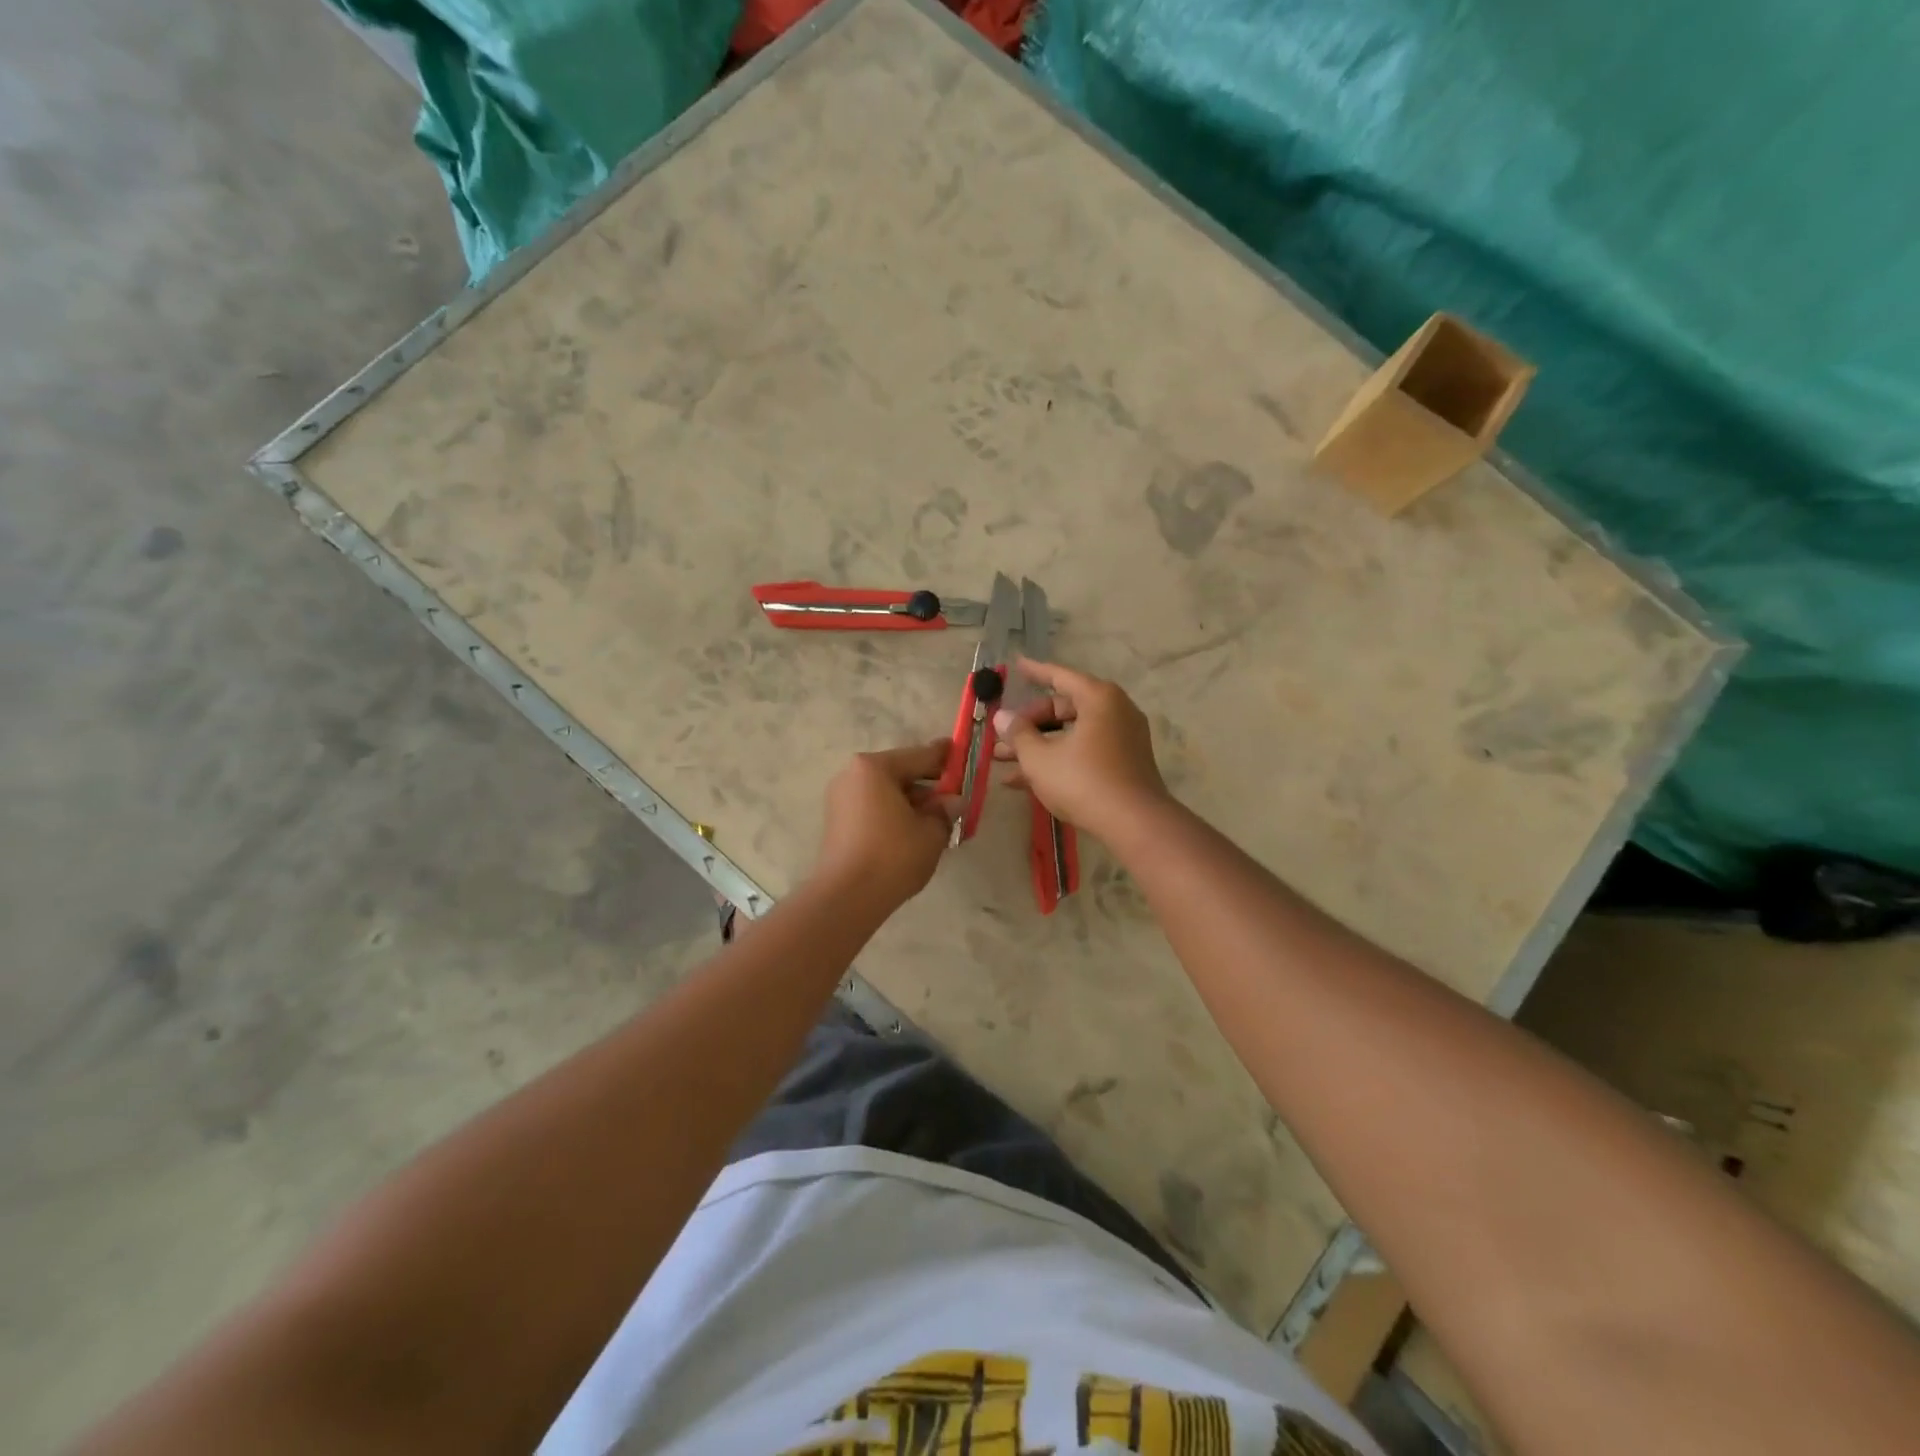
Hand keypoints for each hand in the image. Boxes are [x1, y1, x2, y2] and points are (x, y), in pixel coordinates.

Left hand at [812, 739, 958, 913]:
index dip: (945, 757)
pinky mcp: (837, 823)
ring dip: (911, 803)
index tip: (962, 753)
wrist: (847, 898)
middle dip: (928, 786)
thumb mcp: (932, 832)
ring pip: (886, 793)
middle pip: (900, 773)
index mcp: (874, 768)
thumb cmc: (893, 856)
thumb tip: (954, 801)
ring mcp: (840, 799)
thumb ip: (946, 810)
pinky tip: (913, 833)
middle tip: (954, 799)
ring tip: (937, 822)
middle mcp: (852, 776)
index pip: (919, 756)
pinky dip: (894, 815)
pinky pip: (873, 809)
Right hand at [992, 659, 1171, 842]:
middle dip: (1029, 723)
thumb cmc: (1083, 780)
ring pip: (1071, 734)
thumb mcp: (1040, 758)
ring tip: (1003, 761)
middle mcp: (1115, 711)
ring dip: (1038, 745)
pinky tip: (1025, 781)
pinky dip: (1058, 759)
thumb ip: (1018, 734)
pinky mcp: (1124, 764)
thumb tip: (1002, 718)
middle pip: (1064, 708)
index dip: (1034, 672)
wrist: (1135, 824)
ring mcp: (1122, 739)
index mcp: (1098, 698)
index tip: (1016, 665)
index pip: (1060, 676)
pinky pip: (1084, 751)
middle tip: (1002, 736)